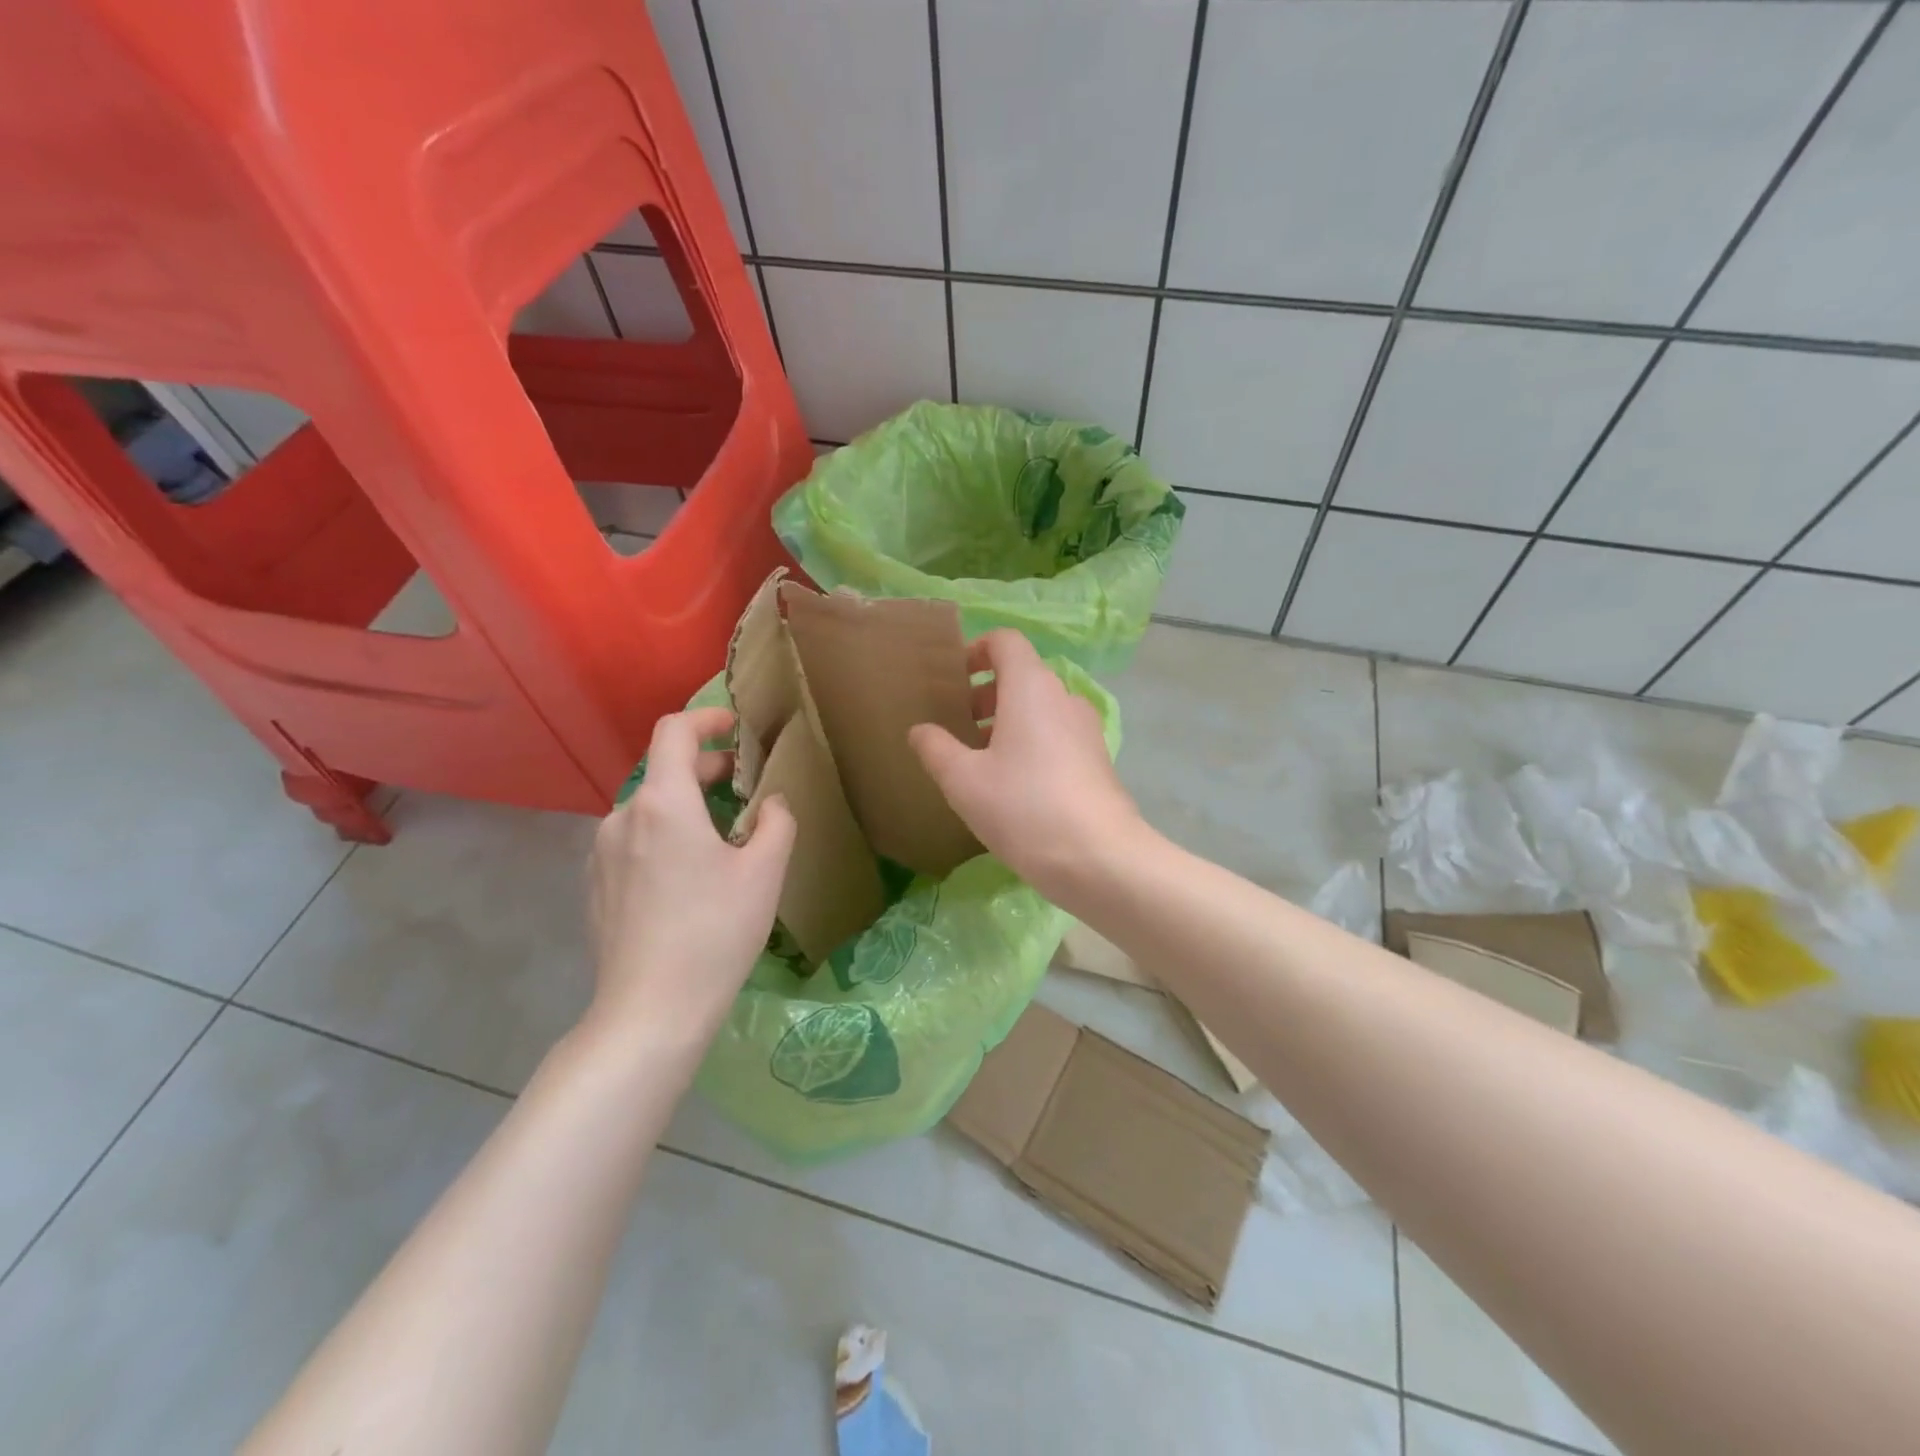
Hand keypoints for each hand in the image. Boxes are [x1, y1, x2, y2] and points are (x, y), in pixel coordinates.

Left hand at [586, 707, 795, 1061]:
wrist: (651, 1010)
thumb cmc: (716, 931)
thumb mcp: (766, 871)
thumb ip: (776, 822)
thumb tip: (771, 803)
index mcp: (663, 802)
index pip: (674, 731)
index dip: (707, 718)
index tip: (735, 729)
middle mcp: (623, 816)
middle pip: (664, 771)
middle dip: (707, 769)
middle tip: (746, 792)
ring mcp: (601, 853)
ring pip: (650, 810)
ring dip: (686, 808)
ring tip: (722, 841)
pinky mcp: (595, 886)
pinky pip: (634, 842)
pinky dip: (664, 838)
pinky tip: (688, 879)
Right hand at [908, 630, 1143, 901]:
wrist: (1099, 858)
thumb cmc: (1023, 807)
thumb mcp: (963, 781)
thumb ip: (935, 748)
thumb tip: (920, 730)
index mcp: (1030, 687)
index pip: (1006, 641)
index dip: (976, 651)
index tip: (953, 681)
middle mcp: (1063, 697)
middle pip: (1022, 676)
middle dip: (985, 694)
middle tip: (957, 726)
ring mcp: (1086, 729)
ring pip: (1040, 709)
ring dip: (1007, 722)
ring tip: (979, 761)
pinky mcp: (1097, 760)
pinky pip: (1056, 735)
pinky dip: (1031, 743)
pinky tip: (1013, 787)